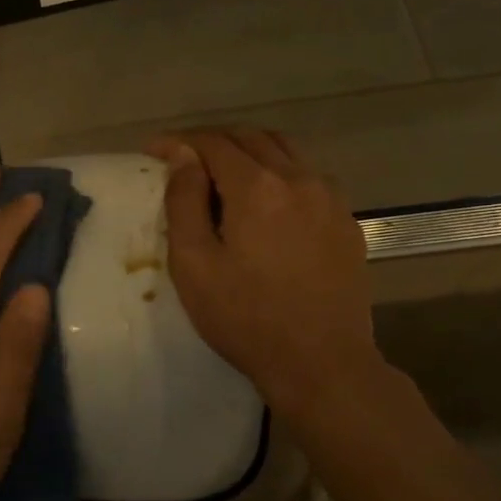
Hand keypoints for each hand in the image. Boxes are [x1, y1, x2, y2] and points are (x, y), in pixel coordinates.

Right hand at [147, 128, 382, 414]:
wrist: (321, 362)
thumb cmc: (245, 318)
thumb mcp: (194, 264)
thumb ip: (184, 202)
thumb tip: (183, 157)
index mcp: (258, 187)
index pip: (213, 143)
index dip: (179, 141)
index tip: (153, 149)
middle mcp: (299, 179)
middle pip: (251, 138)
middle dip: (213, 141)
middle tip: (184, 160)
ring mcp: (330, 198)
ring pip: (286, 150)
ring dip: (249, 151)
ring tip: (223, 173)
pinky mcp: (346, 221)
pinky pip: (309, 176)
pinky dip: (280, 172)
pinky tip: (267, 201)